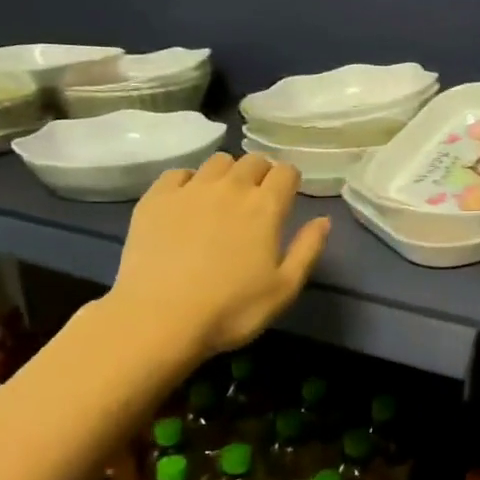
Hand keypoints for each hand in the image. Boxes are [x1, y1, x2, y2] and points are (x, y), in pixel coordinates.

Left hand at [108, 152, 329, 357]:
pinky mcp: (156, 198)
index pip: (286, 171)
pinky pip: (178, 173)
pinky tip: (186, 204)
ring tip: (222, 198)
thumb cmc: (231, 309)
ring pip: (217, 161)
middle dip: (261, 174)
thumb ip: (308, 250)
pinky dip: (188, 182)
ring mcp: (190, 189)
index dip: (289, 182)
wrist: (158, 319)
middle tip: (256, 200)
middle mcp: (231, 187)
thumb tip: (323, 220)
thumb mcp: (284, 289)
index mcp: (265, 206)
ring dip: (227, 174)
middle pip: (253, 160)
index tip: (286, 199)